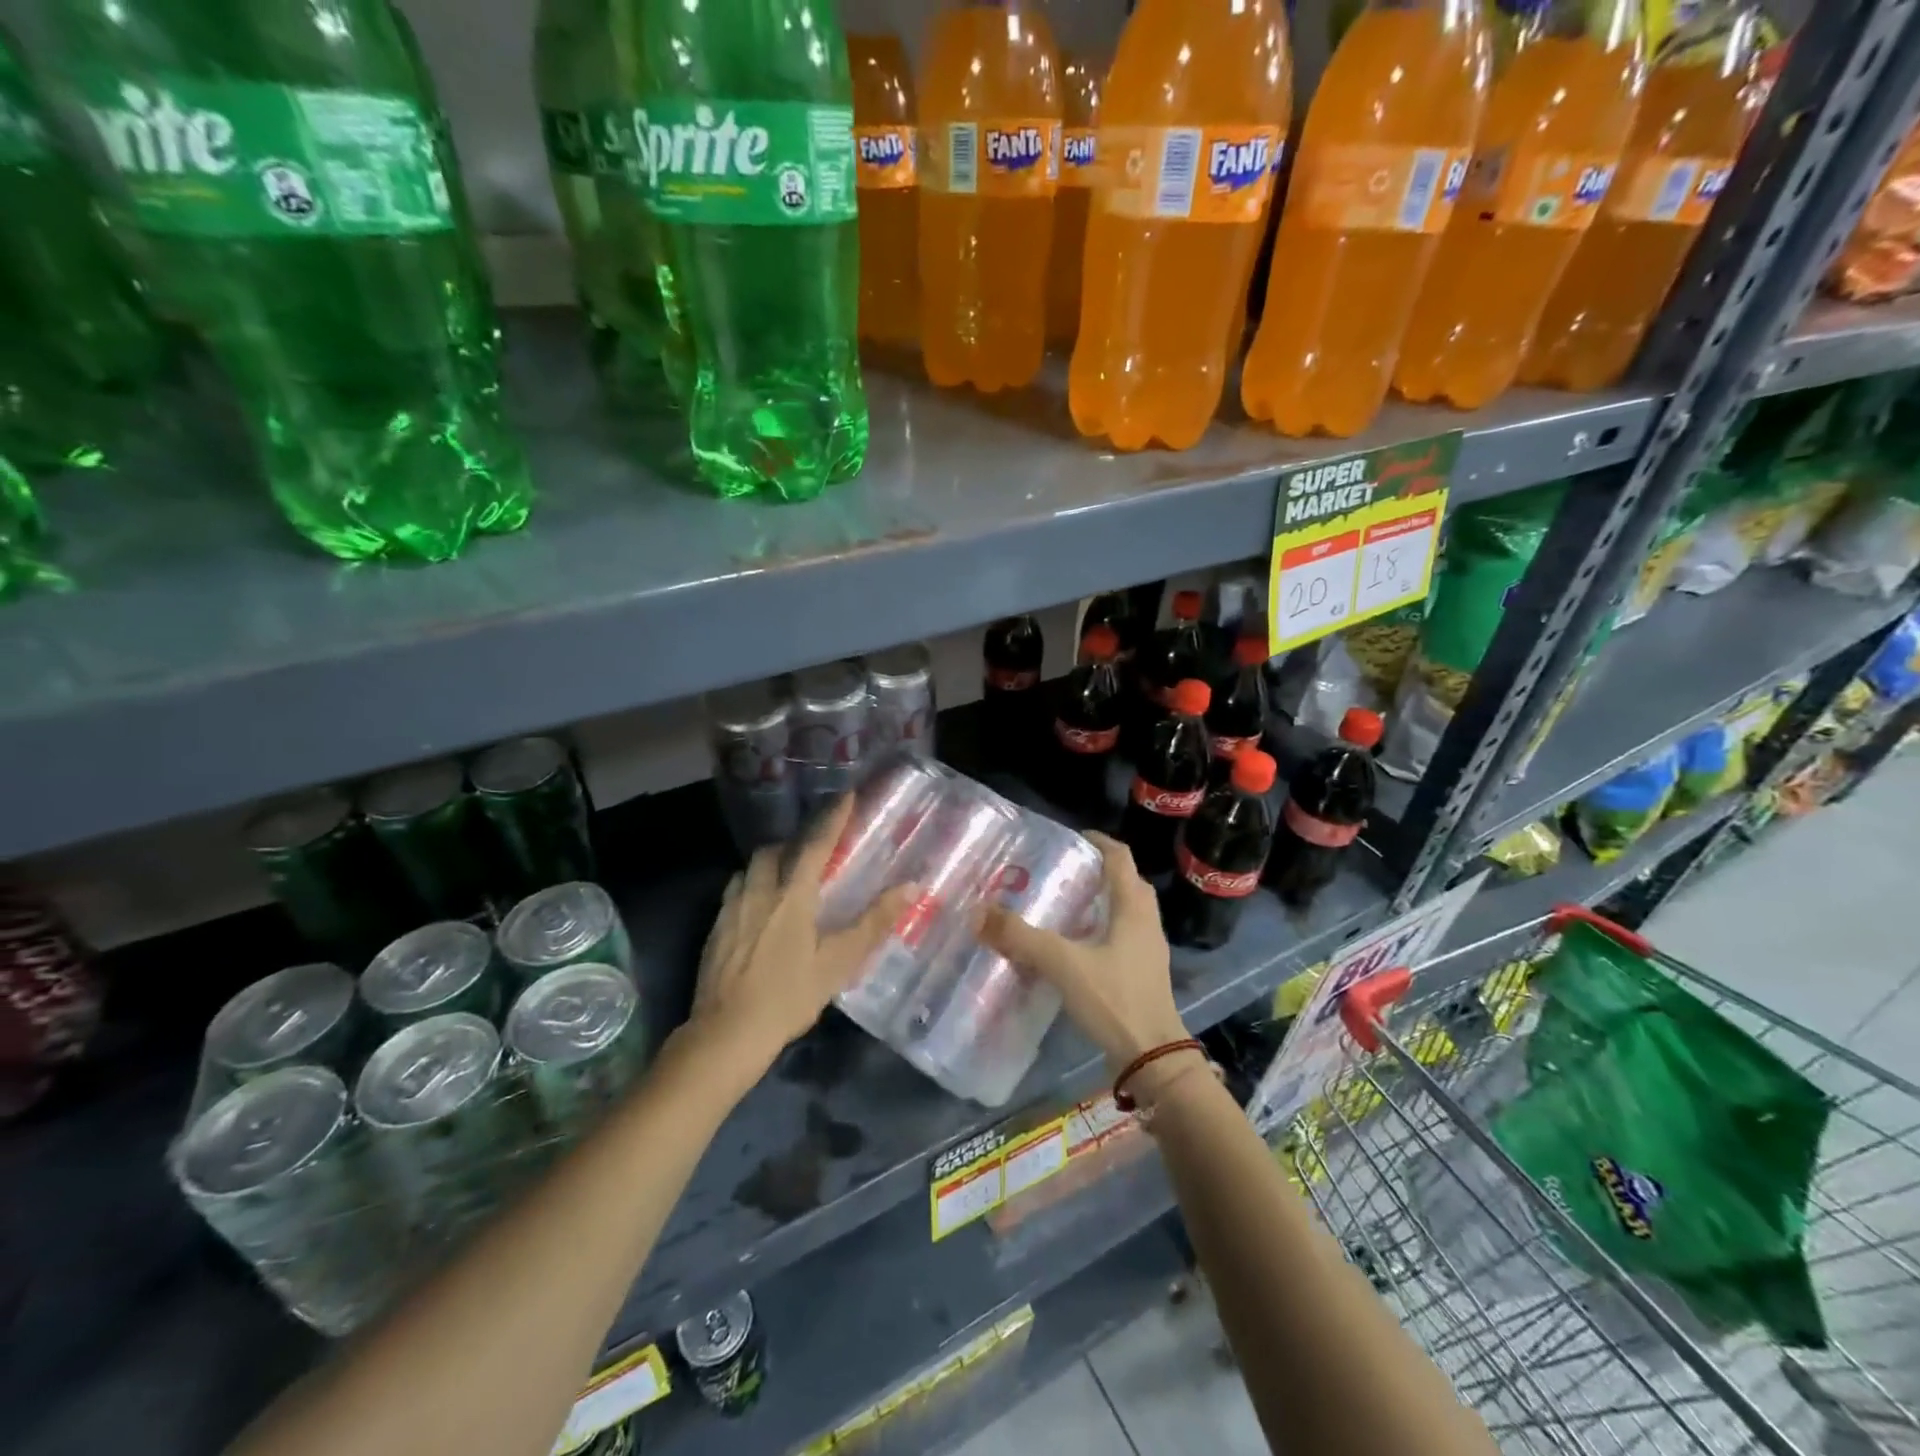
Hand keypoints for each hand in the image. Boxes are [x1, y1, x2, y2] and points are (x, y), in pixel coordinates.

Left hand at [684, 796, 915, 1089]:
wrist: (726, 1035)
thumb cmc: (788, 997)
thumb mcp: (838, 962)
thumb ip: (874, 922)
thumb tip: (911, 887)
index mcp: (791, 896)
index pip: (815, 845)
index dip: (832, 819)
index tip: (845, 795)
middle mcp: (758, 892)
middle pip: (773, 851)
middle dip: (793, 843)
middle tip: (812, 853)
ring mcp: (730, 910)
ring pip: (749, 870)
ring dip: (769, 865)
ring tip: (785, 880)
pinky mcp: (714, 930)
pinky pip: (734, 893)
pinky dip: (751, 888)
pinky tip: (759, 913)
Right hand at [979, 831, 1188, 1075]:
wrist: (1153, 1058)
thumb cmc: (1115, 999)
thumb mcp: (1063, 964)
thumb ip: (1021, 937)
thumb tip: (978, 912)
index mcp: (1133, 908)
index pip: (1120, 858)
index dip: (1099, 842)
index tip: (1072, 838)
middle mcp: (1146, 923)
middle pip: (1127, 883)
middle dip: (1099, 872)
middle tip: (1066, 871)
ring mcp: (1148, 951)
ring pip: (1127, 912)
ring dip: (1102, 902)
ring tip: (1066, 905)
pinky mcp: (1143, 975)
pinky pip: (1123, 938)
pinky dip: (1101, 930)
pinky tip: (1076, 946)